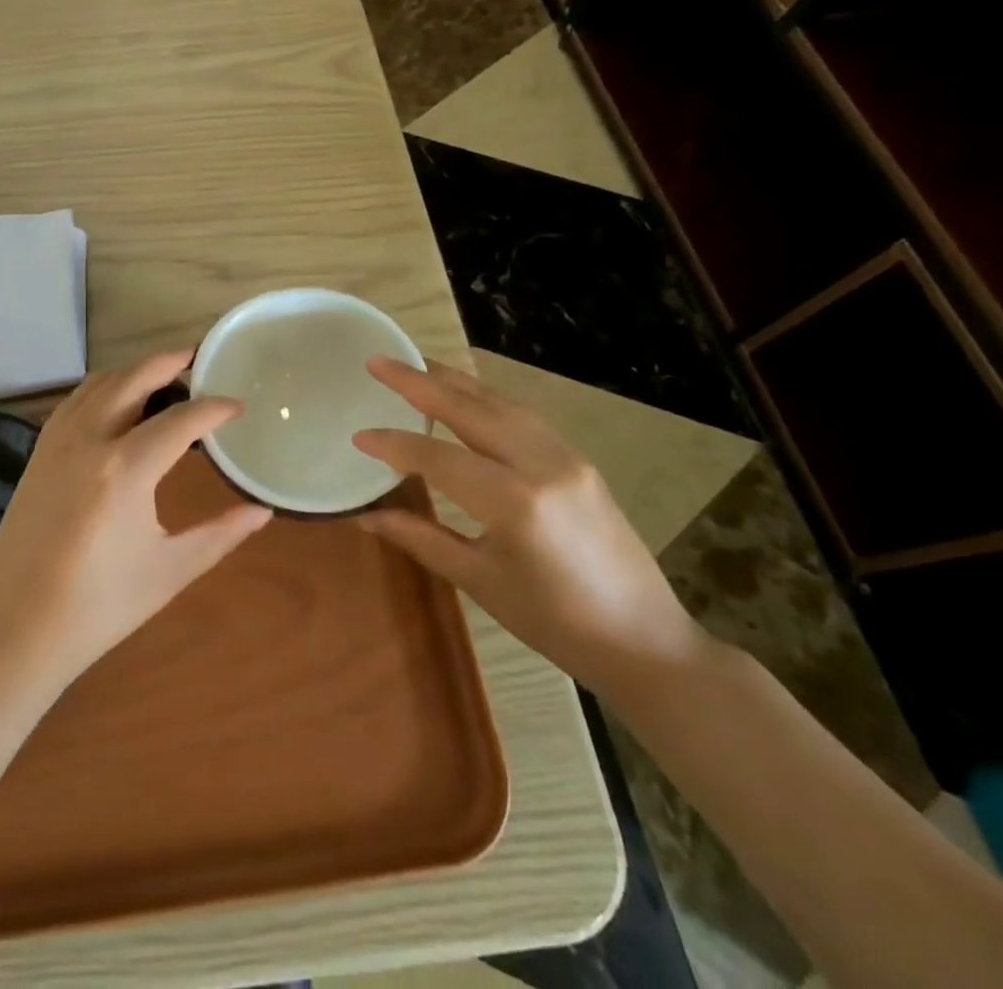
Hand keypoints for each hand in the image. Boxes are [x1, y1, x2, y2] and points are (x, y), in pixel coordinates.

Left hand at [0, 350, 270, 685]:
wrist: (16, 628)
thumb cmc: (100, 606)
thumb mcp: (170, 570)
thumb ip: (220, 534)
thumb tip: (263, 511)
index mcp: (125, 470)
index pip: (181, 420)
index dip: (214, 409)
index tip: (238, 405)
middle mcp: (88, 440)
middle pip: (133, 379)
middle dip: (169, 362)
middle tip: (198, 359)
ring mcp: (56, 442)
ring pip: (99, 384)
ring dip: (133, 371)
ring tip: (163, 376)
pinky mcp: (37, 453)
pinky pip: (74, 401)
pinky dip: (101, 388)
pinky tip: (116, 403)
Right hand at [354, 357, 707, 701]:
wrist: (644, 641)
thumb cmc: (554, 622)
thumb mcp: (479, 580)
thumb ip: (420, 537)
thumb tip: (365, 515)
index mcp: (515, 502)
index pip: (439, 457)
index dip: (394, 445)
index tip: (358, 436)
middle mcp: (542, 464)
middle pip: (469, 408)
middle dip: (419, 381)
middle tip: (378, 362)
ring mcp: (566, 456)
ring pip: (499, 402)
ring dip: (453, 380)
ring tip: (415, 365)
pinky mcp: (578, 459)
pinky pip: (521, 414)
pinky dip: (484, 397)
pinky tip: (464, 395)